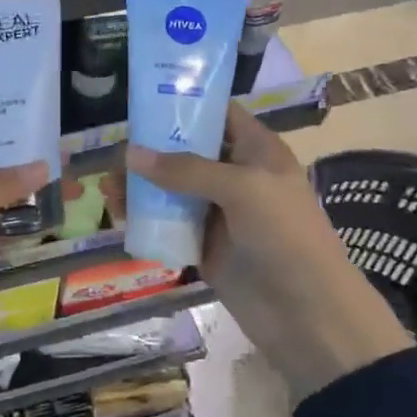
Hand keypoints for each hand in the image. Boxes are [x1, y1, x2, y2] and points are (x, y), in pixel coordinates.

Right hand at [114, 102, 410, 401]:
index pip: (218, 114)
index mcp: (256, 151)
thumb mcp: (242, 189)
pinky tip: (119, 216)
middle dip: (150, 149)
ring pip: (171, 188)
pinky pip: (168, 223)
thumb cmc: (285, 236)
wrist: (308, 314)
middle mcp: (235, 176)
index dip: (184, 104)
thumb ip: (185, 170)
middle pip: (186, 151)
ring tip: (107, 188)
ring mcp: (218, 212)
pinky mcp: (203, 245)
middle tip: (114, 153)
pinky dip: (144, 217)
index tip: (142, 102)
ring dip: (140, 185)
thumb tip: (130, 153)